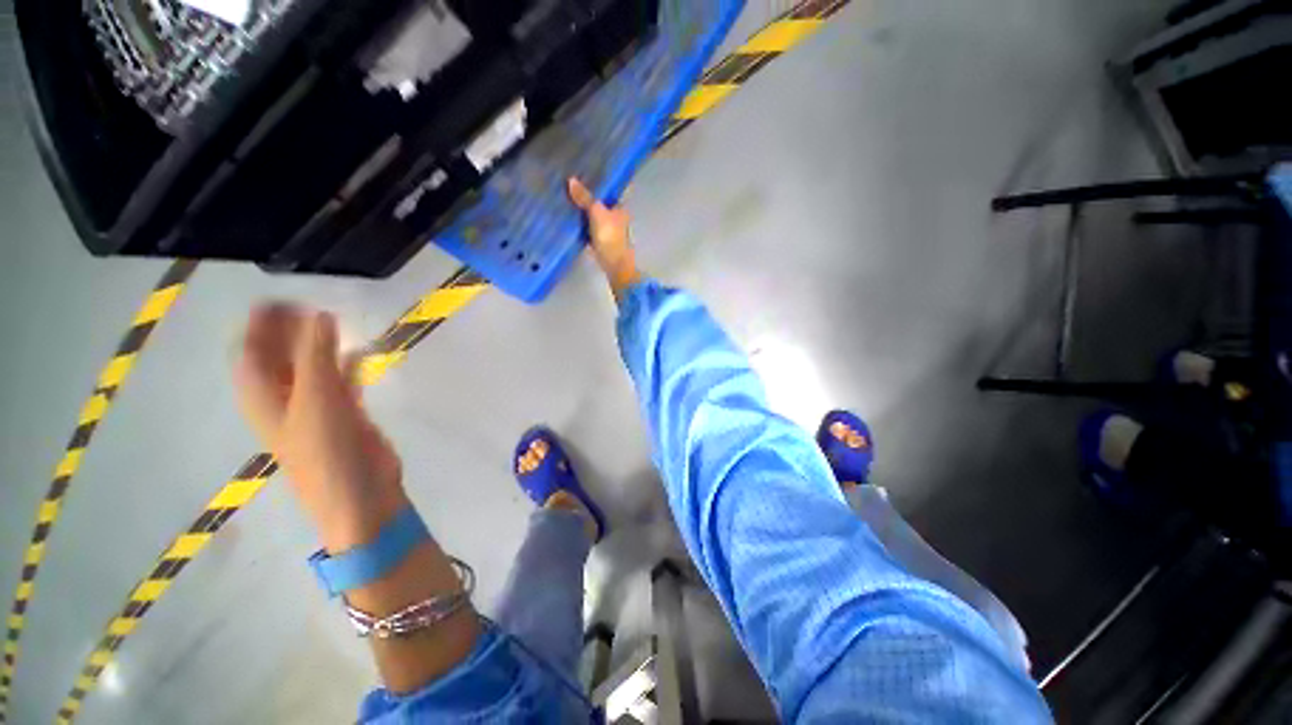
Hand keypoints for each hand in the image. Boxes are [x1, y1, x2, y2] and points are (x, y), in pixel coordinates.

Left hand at [235, 304, 406, 551]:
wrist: (359, 493)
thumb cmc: (327, 451)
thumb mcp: (316, 399)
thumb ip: (317, 356)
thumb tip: (321, 315)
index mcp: (264, 397)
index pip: (251, 351)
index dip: (260, 324)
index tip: (282, 299)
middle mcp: (285, 399)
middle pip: (279, 357)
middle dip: (290, 330)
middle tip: (312, 306)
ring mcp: (315, 407)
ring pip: (310, 367)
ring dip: (319, 345)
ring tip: (336, 322)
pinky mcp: (345, 414)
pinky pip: (341, 381)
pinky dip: (346, 365)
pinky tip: (359, 353)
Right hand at [568, 177, 640, 298]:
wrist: (615, 266)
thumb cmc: (610, 237)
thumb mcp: (596, 213)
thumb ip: (585, 198)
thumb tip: (571, 180)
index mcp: (621, 208)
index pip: (609, 192)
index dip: (597, 185)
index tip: (583, 177)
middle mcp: (617, 219)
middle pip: (601, 205)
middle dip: (588, 199)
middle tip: (570, 189)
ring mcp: (610, 233)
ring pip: (594, 218)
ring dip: (584, 213)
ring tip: (567, 202)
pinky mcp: (602, 244)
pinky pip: (590, 231)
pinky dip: (582, 227)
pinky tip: (571, 222)